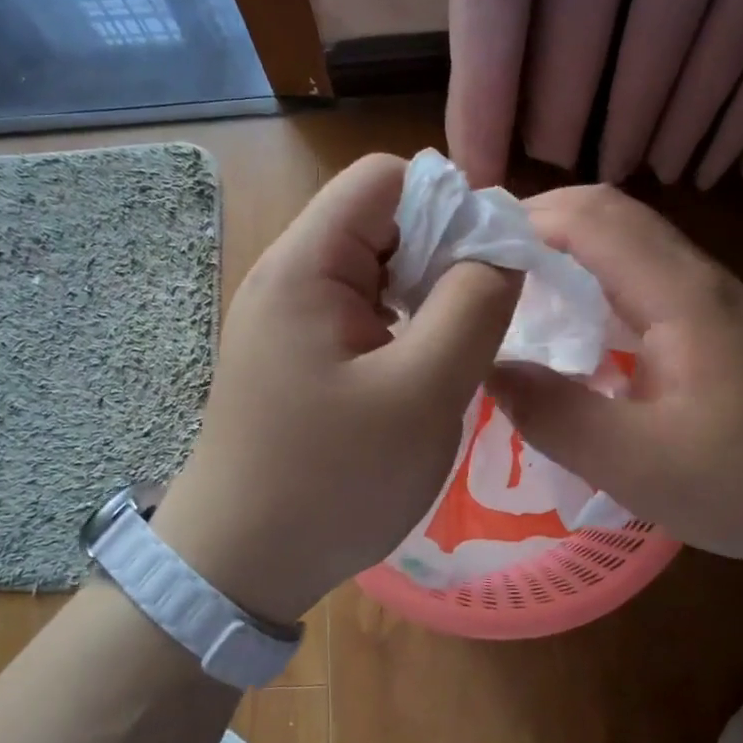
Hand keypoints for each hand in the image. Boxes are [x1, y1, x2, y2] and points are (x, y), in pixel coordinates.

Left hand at [151, 154, 520, 624]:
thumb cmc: (331, 481)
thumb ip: (473, 306)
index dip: (449, 203)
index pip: (385, 178)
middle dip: (443, 254)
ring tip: (455, 350)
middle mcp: (289, 276)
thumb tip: (502, 249)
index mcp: (306, 265)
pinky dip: (402, 326)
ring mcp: (289, 318)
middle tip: (482, 318)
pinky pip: (361, 312)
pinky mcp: (296, 355)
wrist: (240, 564)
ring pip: (377, 270)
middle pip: (382, 220)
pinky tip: (419, 372)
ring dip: (426, 295)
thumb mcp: (422, 393)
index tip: (491, 265)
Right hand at [488, 185, 742, 572]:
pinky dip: (584, 270)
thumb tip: (487, 370)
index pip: (589, 219)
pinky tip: (560, 316)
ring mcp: (703, 292)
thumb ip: (555, 415)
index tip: (462, 251)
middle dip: (532, 221)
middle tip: (472, 263)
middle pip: (605, 210)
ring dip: (558, 242)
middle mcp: (691, 275)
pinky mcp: (706, 316)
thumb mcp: (638, 464)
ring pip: (620, 235)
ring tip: (502, 282)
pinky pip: (633, 268)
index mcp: (676, 294)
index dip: (520, 221)